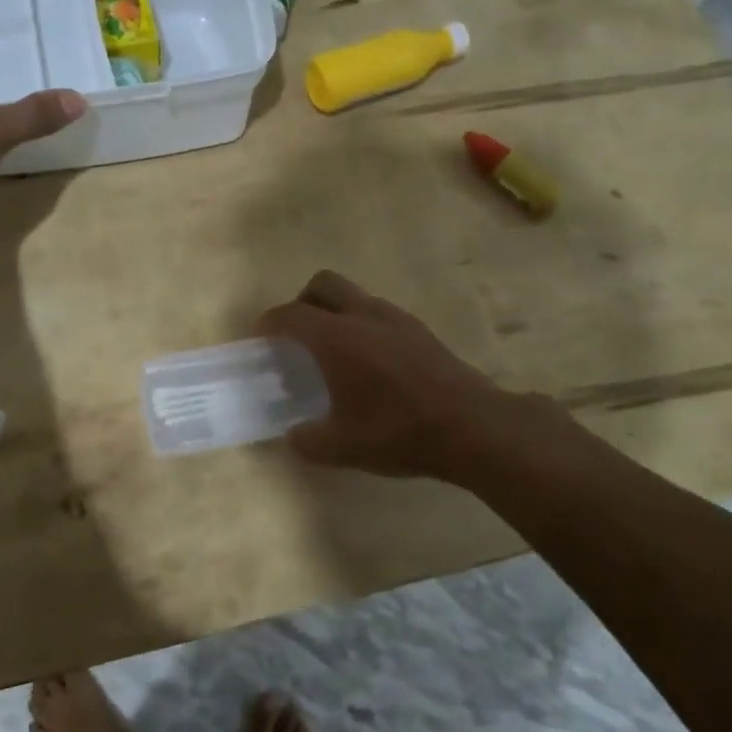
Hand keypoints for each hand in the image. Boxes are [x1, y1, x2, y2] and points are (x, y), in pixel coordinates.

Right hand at [257, 271, 510, 477]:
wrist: (472, 425)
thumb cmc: (399, 431)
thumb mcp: (343, 447)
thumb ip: (308, 439)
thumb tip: (294, 435)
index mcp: (336, 338)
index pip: (290, 315)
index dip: (269, 322)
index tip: (260, 337)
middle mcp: (363, 316)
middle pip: (322, 284)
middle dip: (301, 302)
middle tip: (296, 335)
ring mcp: (395, 318)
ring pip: (353, 295)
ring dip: (334, 311)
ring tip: (333, 351)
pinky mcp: (418, 329)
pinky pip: (377, 312)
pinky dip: (361, 324)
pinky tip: (368, 361)